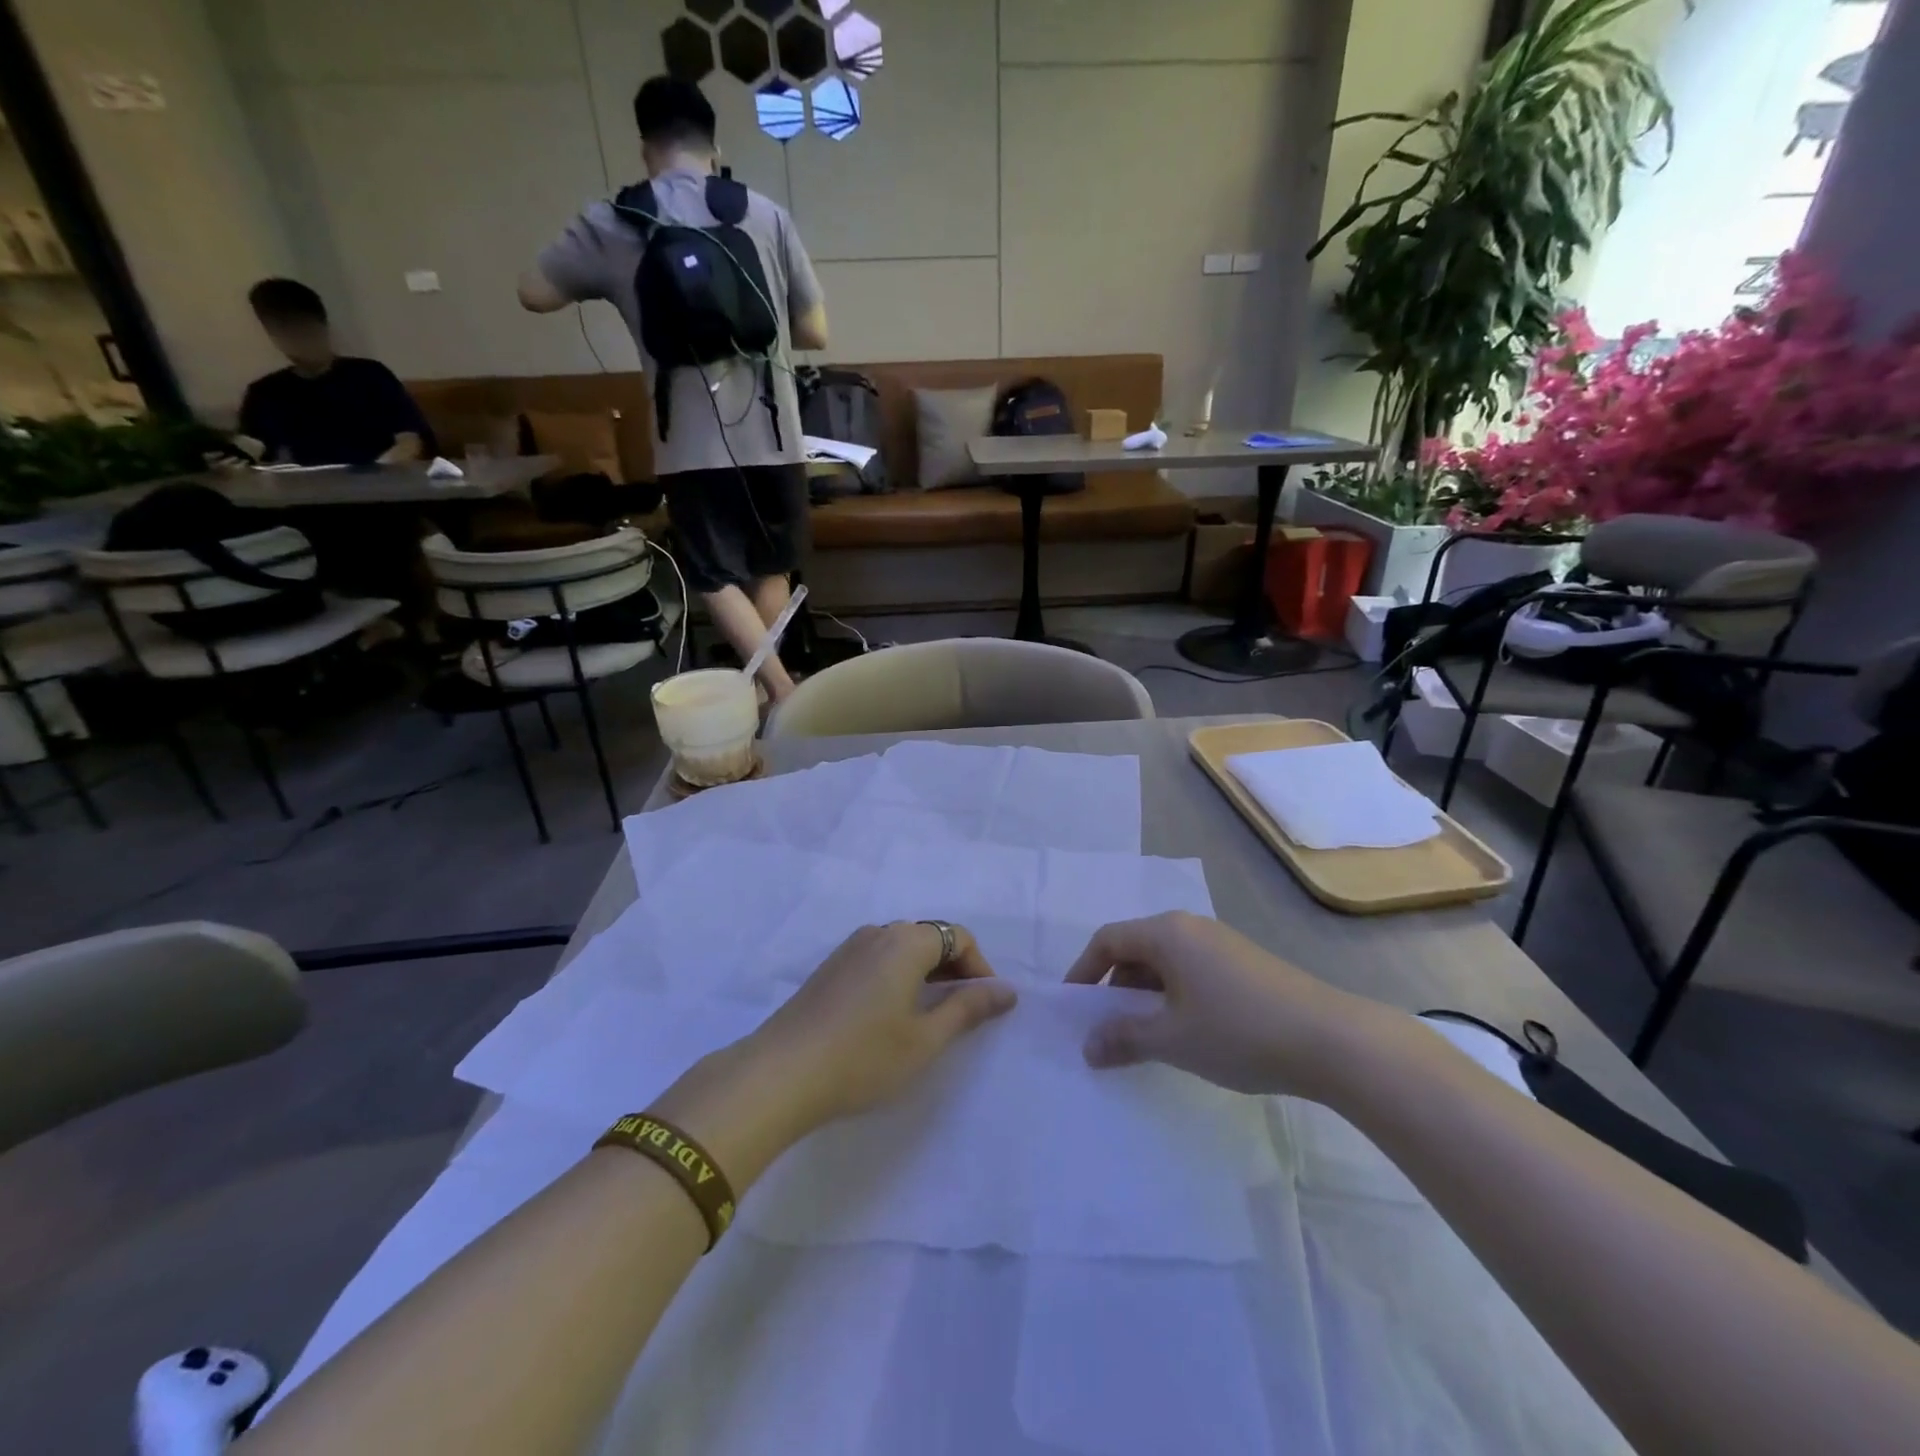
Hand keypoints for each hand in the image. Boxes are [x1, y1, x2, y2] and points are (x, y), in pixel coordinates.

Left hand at [750, 922, 1015, 1129]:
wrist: (781, 1074)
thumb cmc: (864, 1056)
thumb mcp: (926, 1039)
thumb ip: (968, 1008)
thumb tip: (1006, 990)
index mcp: (906, 941)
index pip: (958, 937)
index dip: (979, 968)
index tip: (986, 1006)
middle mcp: (878, 933)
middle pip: (930, 937)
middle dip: (954, 969)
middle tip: (963, 1013)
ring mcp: (849, 948)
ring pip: (902, 948)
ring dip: (925, 973)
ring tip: (930, 1016)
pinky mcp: (830, 968)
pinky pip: (878, 959)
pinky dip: (898, 977)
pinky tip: (892, 1016)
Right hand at [1065, 912, 1388, 1099]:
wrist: (1332, 1041)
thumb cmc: (1239, 1031)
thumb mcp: (1172, 1039)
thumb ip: (1123, 1038)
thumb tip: (1088, 1047)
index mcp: (1167, 933)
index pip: (1108, 939)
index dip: (1084, 971)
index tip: (1073, 1007)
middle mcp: (1191, 928)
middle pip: (1136, 948)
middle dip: (1115, 986)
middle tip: (1107, 1027)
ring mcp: (1221, 944)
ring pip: (1165, 962)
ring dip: (1145, 995)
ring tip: (1144, 1036)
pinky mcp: (1244, 964)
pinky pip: (1191, 971)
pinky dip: (1174, 996)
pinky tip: (1185, 1032)